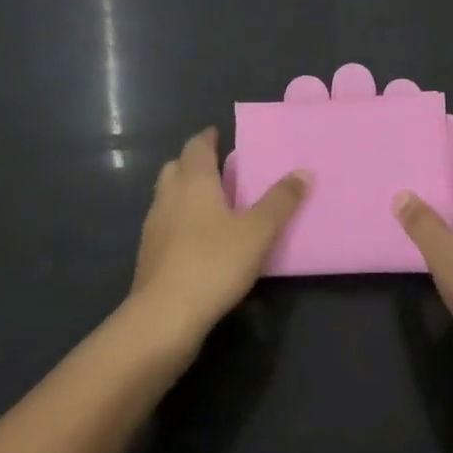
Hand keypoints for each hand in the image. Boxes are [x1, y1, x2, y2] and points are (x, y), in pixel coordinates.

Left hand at [127, 128, 309, 351]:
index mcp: (193, 181)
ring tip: (211, 205)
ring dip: (185, 193)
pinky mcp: (148, 255)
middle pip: (177, 167)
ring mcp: (154, 226)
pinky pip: (165, 224)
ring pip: (167, 196)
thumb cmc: (213, 264)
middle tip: (218, 169)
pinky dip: (179, 221)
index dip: (207, 138)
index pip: (196, 147)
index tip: (218, 134)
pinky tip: (197, 241)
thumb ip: (280, 202)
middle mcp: (169, 196)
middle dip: (194, 164)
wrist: (163, 318)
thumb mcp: (257, 233)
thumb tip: (304, 171)